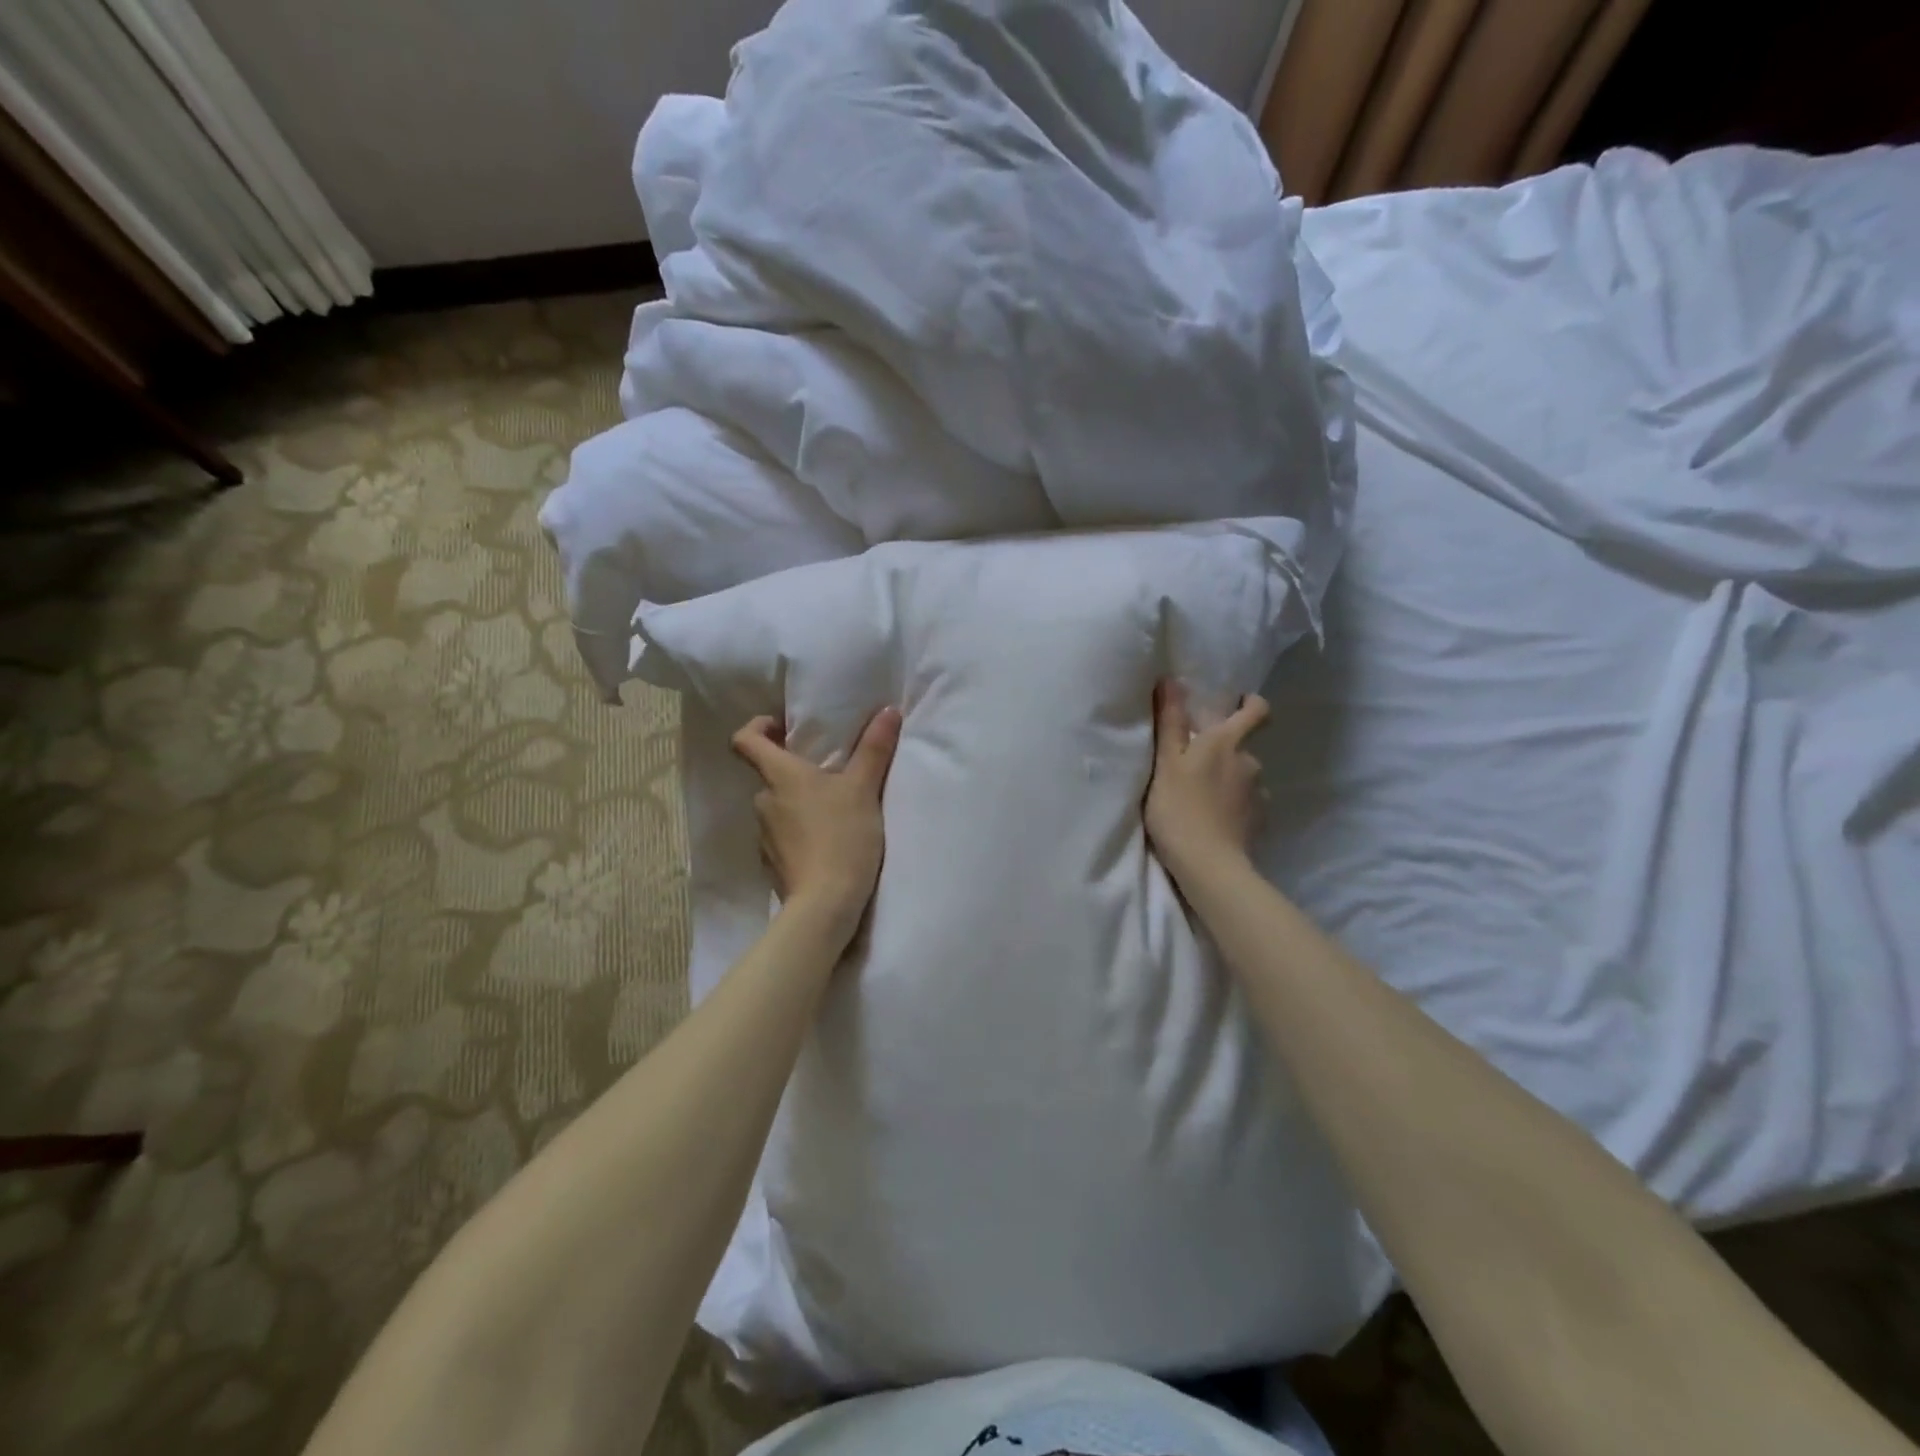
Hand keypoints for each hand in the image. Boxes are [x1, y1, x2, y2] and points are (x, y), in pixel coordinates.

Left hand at [730, 706, 902, 940]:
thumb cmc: (842, 837)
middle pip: (769, 775)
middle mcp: (763, 802)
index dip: (757, 727)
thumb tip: (887, 710)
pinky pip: (783, 836)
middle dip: (794, 770)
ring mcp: (764, 835)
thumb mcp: (865, 789)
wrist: (825, 904)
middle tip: (829, 773)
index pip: (744, 740)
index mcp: (779, 776)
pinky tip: (827, 842)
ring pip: (778, 807)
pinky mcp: (772, 863)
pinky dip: (800, 832)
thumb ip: (874, 748)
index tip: (782, 727)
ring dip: (799, 803)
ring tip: (834, 810)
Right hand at [1144, 679, 1268, 887]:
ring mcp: (1258, 793)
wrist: (1208, 864)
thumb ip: (1170, 722)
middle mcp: (1250, 762)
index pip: (1256, 710)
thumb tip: (1171, 680)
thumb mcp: (1165, 762)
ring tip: (1201, 797)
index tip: (1236, 705)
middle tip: (1196, 764)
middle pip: (1243, 746)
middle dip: (1225, 750)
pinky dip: (1233, 806)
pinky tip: (1214, 818)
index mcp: (1227, 742)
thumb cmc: (1178, 807)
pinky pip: (1247, 804)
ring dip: (1228, 780)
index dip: (1250, 704)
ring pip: (1244, 776)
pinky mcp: (1259, 820)